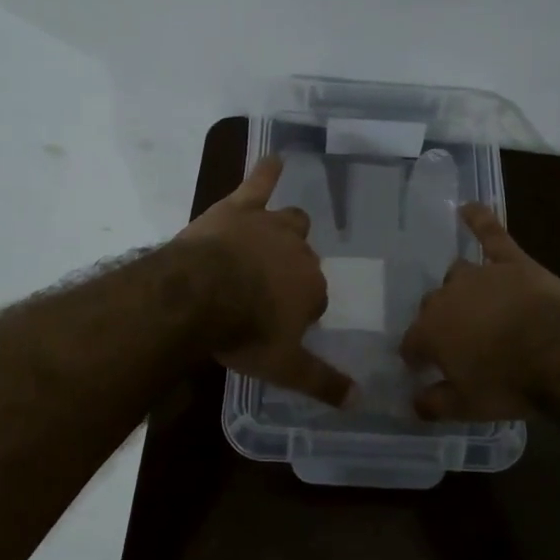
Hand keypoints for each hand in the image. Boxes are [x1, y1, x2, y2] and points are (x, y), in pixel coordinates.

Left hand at [175, 155, 358, 407]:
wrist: (200, 296)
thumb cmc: (244, 332)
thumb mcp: (284, 368)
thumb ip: (322, 382)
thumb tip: (360, 400)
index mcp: (312, 289)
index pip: (315, 298)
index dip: (298, 310)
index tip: (279, 323)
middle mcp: (299, 252)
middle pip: (304, 259)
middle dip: (292, 271)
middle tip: (267, 289)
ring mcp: (270, 226)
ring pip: (291, 221)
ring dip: (287, 229)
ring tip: (278, 233)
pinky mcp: (240, 208)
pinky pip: (259, 183)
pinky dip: (267, 171)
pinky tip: (273, 158)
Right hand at [400, 204, 559, 420]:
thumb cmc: (510, 383)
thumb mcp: (468, 407)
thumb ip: (435, 404)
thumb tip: (413, 403)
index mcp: (430, 331)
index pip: (411, 342)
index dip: (416, 356)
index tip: (421, 368)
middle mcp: (446, 297)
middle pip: (432, 305)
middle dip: (438, 322)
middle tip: (455, 341)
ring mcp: (479, 274)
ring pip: (457, 273)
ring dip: (460, 287)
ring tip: (470, 301)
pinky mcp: (511, 261)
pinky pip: (491, 234)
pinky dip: (479, 219)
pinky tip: (469, 206)